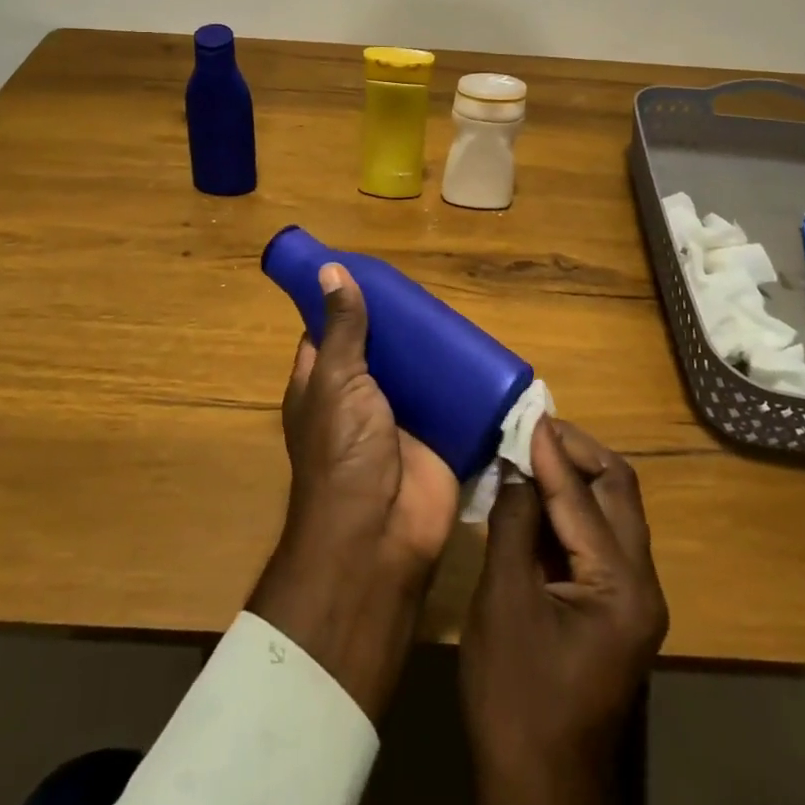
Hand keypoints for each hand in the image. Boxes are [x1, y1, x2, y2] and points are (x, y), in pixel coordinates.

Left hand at [247, 262, 459, 718]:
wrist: (381, 534)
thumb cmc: (343, 451)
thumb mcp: (337, 379)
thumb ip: (342, 328)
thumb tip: (330, 270)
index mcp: (323, 384)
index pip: (328, 333)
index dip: (343, 304)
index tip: (368, 272)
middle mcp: (358, 399)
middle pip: (379, 350)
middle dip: (398, 325)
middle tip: (424, 289)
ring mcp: (399, 419)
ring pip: (416, 373)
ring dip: (432, 350)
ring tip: (456, 311)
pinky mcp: (436, 437)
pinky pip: (450, 401)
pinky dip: (463, 381)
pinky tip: (481, 351)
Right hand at [460, 418, 668, 804]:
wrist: (539, 792)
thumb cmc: (517, 699)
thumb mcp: (504, 603)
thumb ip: (515, 524)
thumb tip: (516, 465)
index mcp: (622, 587)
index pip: (585, 497)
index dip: (551, 451)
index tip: (526, 411)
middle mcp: (641, 585)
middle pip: (618, 492)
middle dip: (576, 452)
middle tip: (531, 427)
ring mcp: (632, 599)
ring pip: (612, 511)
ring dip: (574, 475)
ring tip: (530, 448)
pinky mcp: (615, 608)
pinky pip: (599, 537)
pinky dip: (570, 507)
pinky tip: (536, 493)